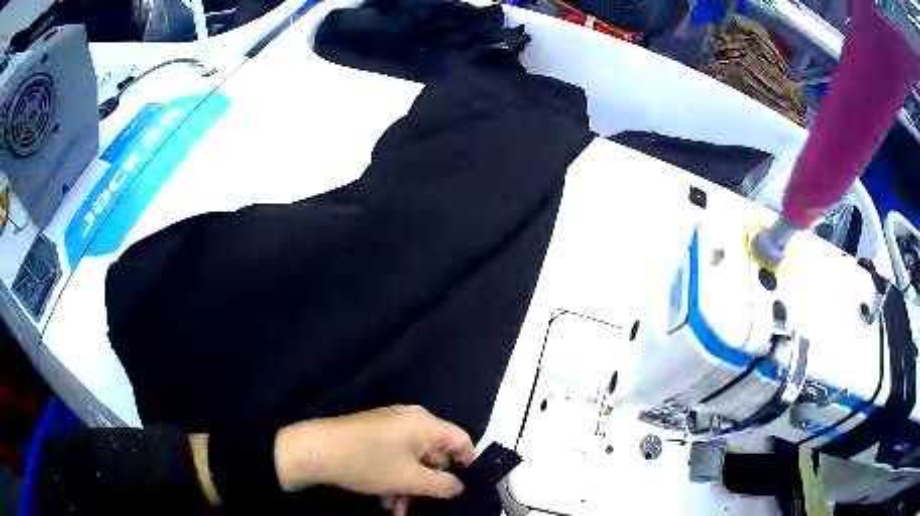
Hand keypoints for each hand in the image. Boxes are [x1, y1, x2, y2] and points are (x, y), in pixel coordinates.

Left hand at [274, 405, 475, 503]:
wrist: (315, 451)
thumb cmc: (368, 462)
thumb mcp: (410, 480)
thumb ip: (442, 485)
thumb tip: (458, 486)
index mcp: (425, 424)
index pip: (461, 440)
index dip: (468, 463)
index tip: (466, 486)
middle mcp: (410, 421)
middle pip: (435, 454)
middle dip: (430, 484)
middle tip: (425, 506)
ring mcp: (389, 428)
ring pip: (412, 461)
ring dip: (410, 487)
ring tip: (397, 509)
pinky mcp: (373, 436)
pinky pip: (394, 458)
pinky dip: (394, 478)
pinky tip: (384, 499)